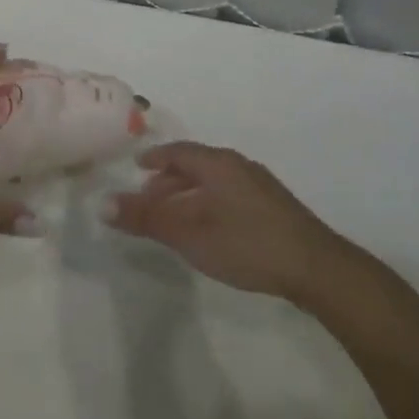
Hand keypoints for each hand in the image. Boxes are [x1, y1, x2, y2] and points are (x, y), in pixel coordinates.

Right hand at [108, 142, 377, 303]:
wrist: (316, 267)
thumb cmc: (246, 243)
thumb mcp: (188, 233)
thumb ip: (146, 218)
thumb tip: (103, 204)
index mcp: (218, 164)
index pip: (179, 151)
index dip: (156, 158)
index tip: (137, 167)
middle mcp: (239, 166)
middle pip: (196, 165)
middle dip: (169, 180)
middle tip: (149, 200)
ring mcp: (261, 186)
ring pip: (214, 182)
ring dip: (190, 194)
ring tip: (175, 219)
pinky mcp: (275, 208)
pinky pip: (230, 195)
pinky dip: (209, 204)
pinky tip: (210, 230)